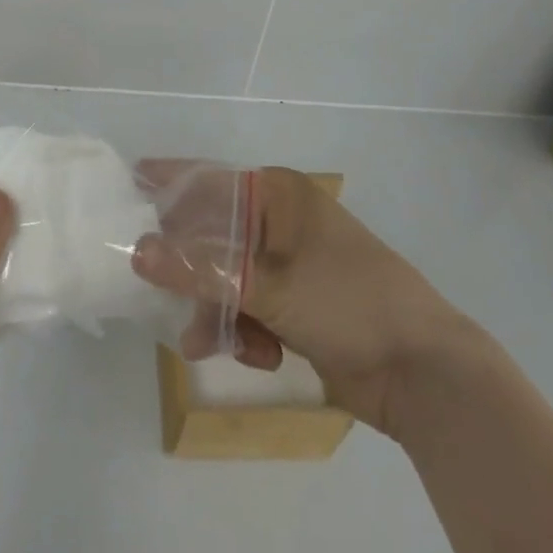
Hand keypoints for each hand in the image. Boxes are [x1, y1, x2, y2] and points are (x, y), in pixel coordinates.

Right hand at [131, 166, 466, 434]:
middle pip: (214, 237)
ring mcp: (290, 264)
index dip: (169, 182)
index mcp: (279, 195)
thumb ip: (200, 270)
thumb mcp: (268, 286)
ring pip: (229, 279)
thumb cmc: (346, 301)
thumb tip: (137, 251)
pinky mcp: (298, 304)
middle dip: (192, 274)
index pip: (210, 180)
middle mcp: (281, 222)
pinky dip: (246, 332)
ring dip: (218, 312)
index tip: (128, 183)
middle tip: (163, 294)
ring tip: (208, 345)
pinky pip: (251, 308)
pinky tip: (259, 356)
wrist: (424, 372)